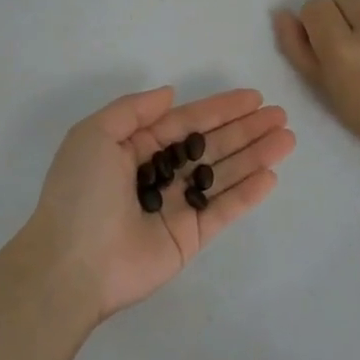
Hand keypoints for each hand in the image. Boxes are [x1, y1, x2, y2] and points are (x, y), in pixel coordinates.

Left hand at [20, 87, 294, 320]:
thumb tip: (170, 94)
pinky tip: (271, 175)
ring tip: (287, 138)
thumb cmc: (80, 193)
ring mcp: (175, 207)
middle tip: (280, 115)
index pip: (185, 123)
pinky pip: (223, 210)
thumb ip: (134, 110)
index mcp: (133, 149)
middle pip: (210, 146)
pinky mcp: (189, 238)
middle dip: (244, 129)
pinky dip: (247, 194)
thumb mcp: (94, 135)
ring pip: (222, 175)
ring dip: (254, 156)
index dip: (219, 109)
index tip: (253, 97)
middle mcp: (158, 175)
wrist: (72, 265)